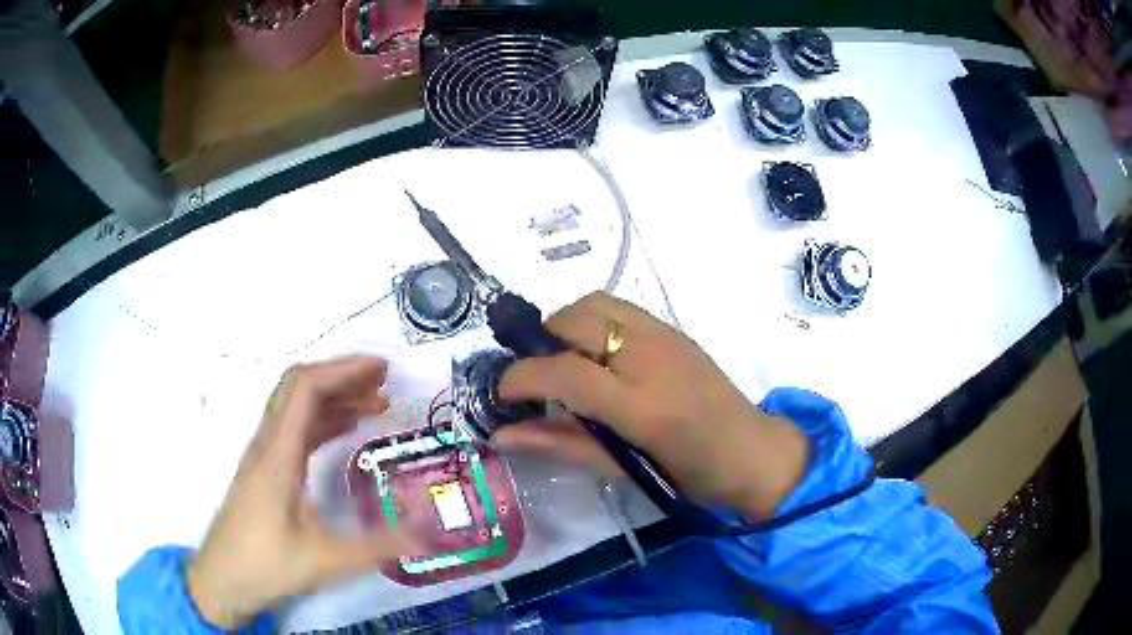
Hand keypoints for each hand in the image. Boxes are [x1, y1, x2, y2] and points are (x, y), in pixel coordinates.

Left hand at [187, 356, 418, 628]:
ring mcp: (264, 455)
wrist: (222, 580)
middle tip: (384, 380)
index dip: (343, 370)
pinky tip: (346, 431)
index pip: (305, 388)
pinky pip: (295, 429)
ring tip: (375, 402)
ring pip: (296, 406)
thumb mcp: (326, 561)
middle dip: (341, 374)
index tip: (381, 371)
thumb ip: (378, 546)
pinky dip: (323, 419)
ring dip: (334, 395)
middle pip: (298, 386)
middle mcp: (267, 444)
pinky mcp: (266, 470)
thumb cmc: (267, 566)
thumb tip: (428, 534)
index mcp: (278, 454)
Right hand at [496, 292, 808, 519]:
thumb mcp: (625, 468)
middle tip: (535, 378)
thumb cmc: (691, 475)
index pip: (564, 372)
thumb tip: (503, 436)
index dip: (521, 378)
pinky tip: (597, 356)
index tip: (502, 394)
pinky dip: (592, 322)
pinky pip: (619, 309)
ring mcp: (665, 336)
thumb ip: (561, 444)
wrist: (753, 453)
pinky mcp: (674, 329)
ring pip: (595, 303)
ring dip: (566, 325)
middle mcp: (650, 356)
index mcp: (641, 404)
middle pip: (575, 320)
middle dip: (541, 342)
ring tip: (562, 362)